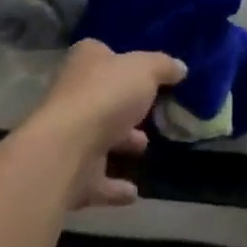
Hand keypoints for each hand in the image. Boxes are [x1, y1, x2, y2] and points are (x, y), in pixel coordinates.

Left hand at [26, 40, 186, 208]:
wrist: (67, 149)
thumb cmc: (106, 96)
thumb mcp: (145, 70)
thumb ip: (163, 67)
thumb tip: (180, 67)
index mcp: (86, 60)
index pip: (104, 54)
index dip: (123, 62)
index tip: (146, 75)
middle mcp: (72, 93)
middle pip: (103, 97)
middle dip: (125, 106)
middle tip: (150, 113)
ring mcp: (70, 135)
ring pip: (99, 137)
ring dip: (120, 142)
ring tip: (145, 147)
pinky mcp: (71, 174)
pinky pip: (98, 180)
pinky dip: (114, 187)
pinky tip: (134, 193)